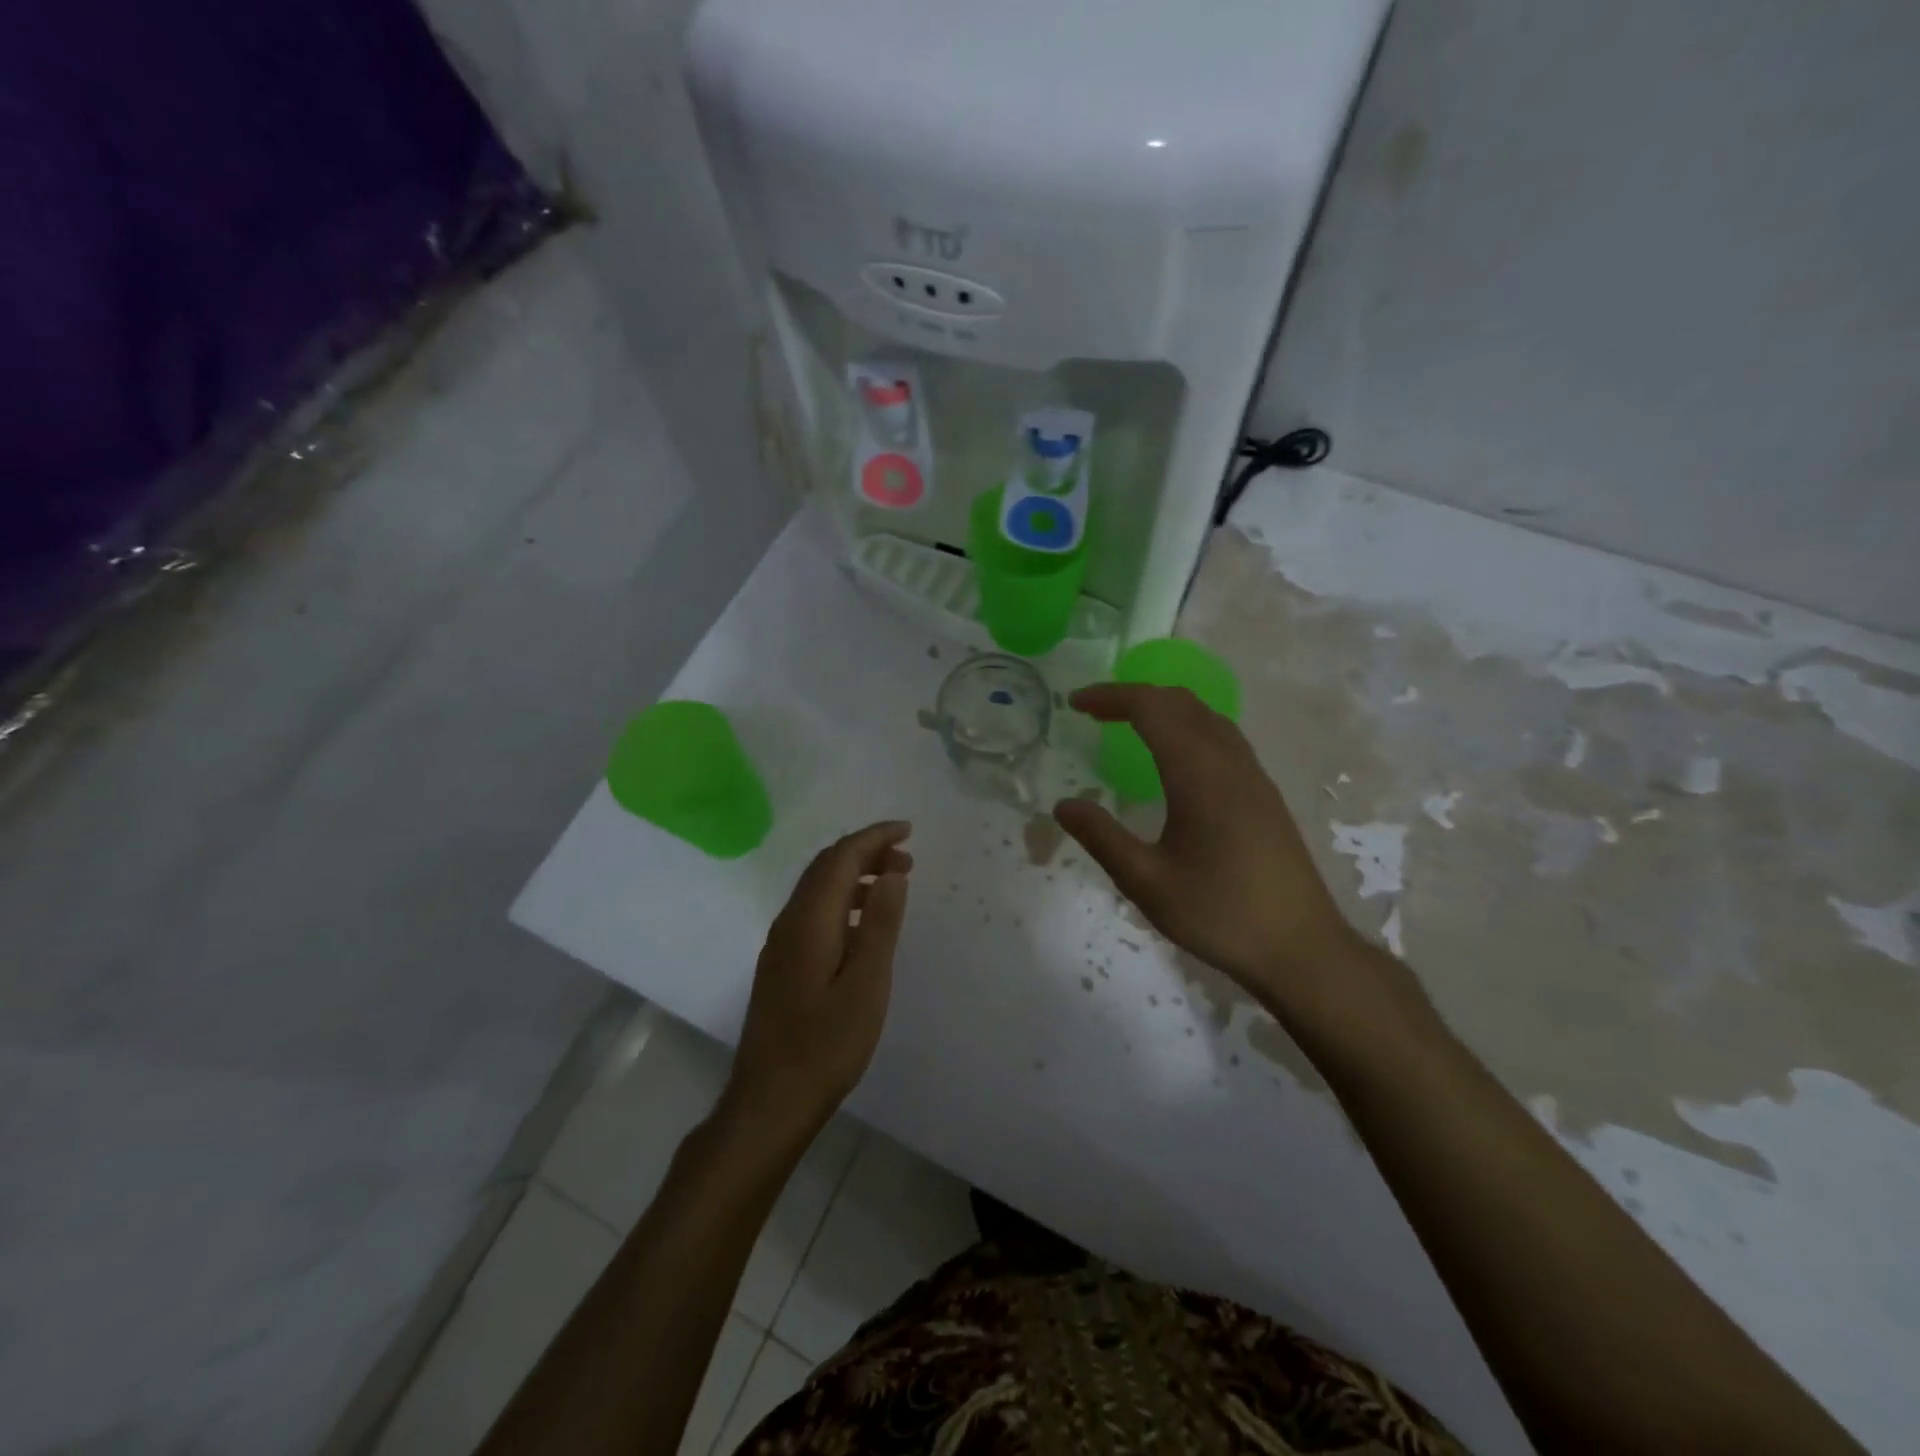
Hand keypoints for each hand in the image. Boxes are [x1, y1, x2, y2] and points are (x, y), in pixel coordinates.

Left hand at [722, 821, 912, 1146]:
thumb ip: (879, 925)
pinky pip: (813, 912)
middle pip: (826, 867)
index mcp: (809, 921)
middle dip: (866, 852)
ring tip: (893, 885)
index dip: (874, 837)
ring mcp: (781, 944)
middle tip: (908, 859)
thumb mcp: (866, 985)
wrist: (770, 1101)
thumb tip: (891, 874)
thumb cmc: (825, 1046)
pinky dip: (842, 900)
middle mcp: (789, 922)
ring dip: (855, 876)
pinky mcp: (781, 965)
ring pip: (818, 889)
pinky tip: (863, 924)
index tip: (908, 831)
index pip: (840, 857)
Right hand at [1055, 684, 1382, 1021]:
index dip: (1110, 697)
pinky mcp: (1264, 795)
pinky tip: (1174, 758)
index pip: (1151, 709)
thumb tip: (1063, 806)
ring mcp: (1253, 777)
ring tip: (1128, 725)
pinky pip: (1222, 737)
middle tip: (1094, 713)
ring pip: (1206, 716)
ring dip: (1163, 708)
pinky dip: (1187, 726)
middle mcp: (1230, 763)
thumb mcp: (1147, 883)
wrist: (1302, 948)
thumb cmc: (1220, 914)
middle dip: (1133, 697)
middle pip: (1181, 702)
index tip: (1074, 704)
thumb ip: (1102, 838)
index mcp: (1199, 776)